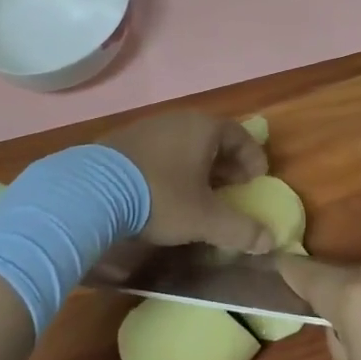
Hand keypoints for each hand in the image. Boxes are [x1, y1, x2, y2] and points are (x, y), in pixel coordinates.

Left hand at [102, 111, 273, 254]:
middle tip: (233, 189)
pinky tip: (163, 191)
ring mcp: (146, 127)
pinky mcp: (121, 142)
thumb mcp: (204, 219)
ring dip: (197, 166)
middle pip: (211, 138)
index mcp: (203, 128)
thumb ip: (239, 229)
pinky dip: (171, 167)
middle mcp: (177, 119)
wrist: (91, 191)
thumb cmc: (160, 197)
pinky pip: (158, 150)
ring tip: (199, 193)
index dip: (252, 158)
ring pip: (183, 143)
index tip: (258, 180)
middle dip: (226, 164)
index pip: (239, 135)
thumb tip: (269, 240)